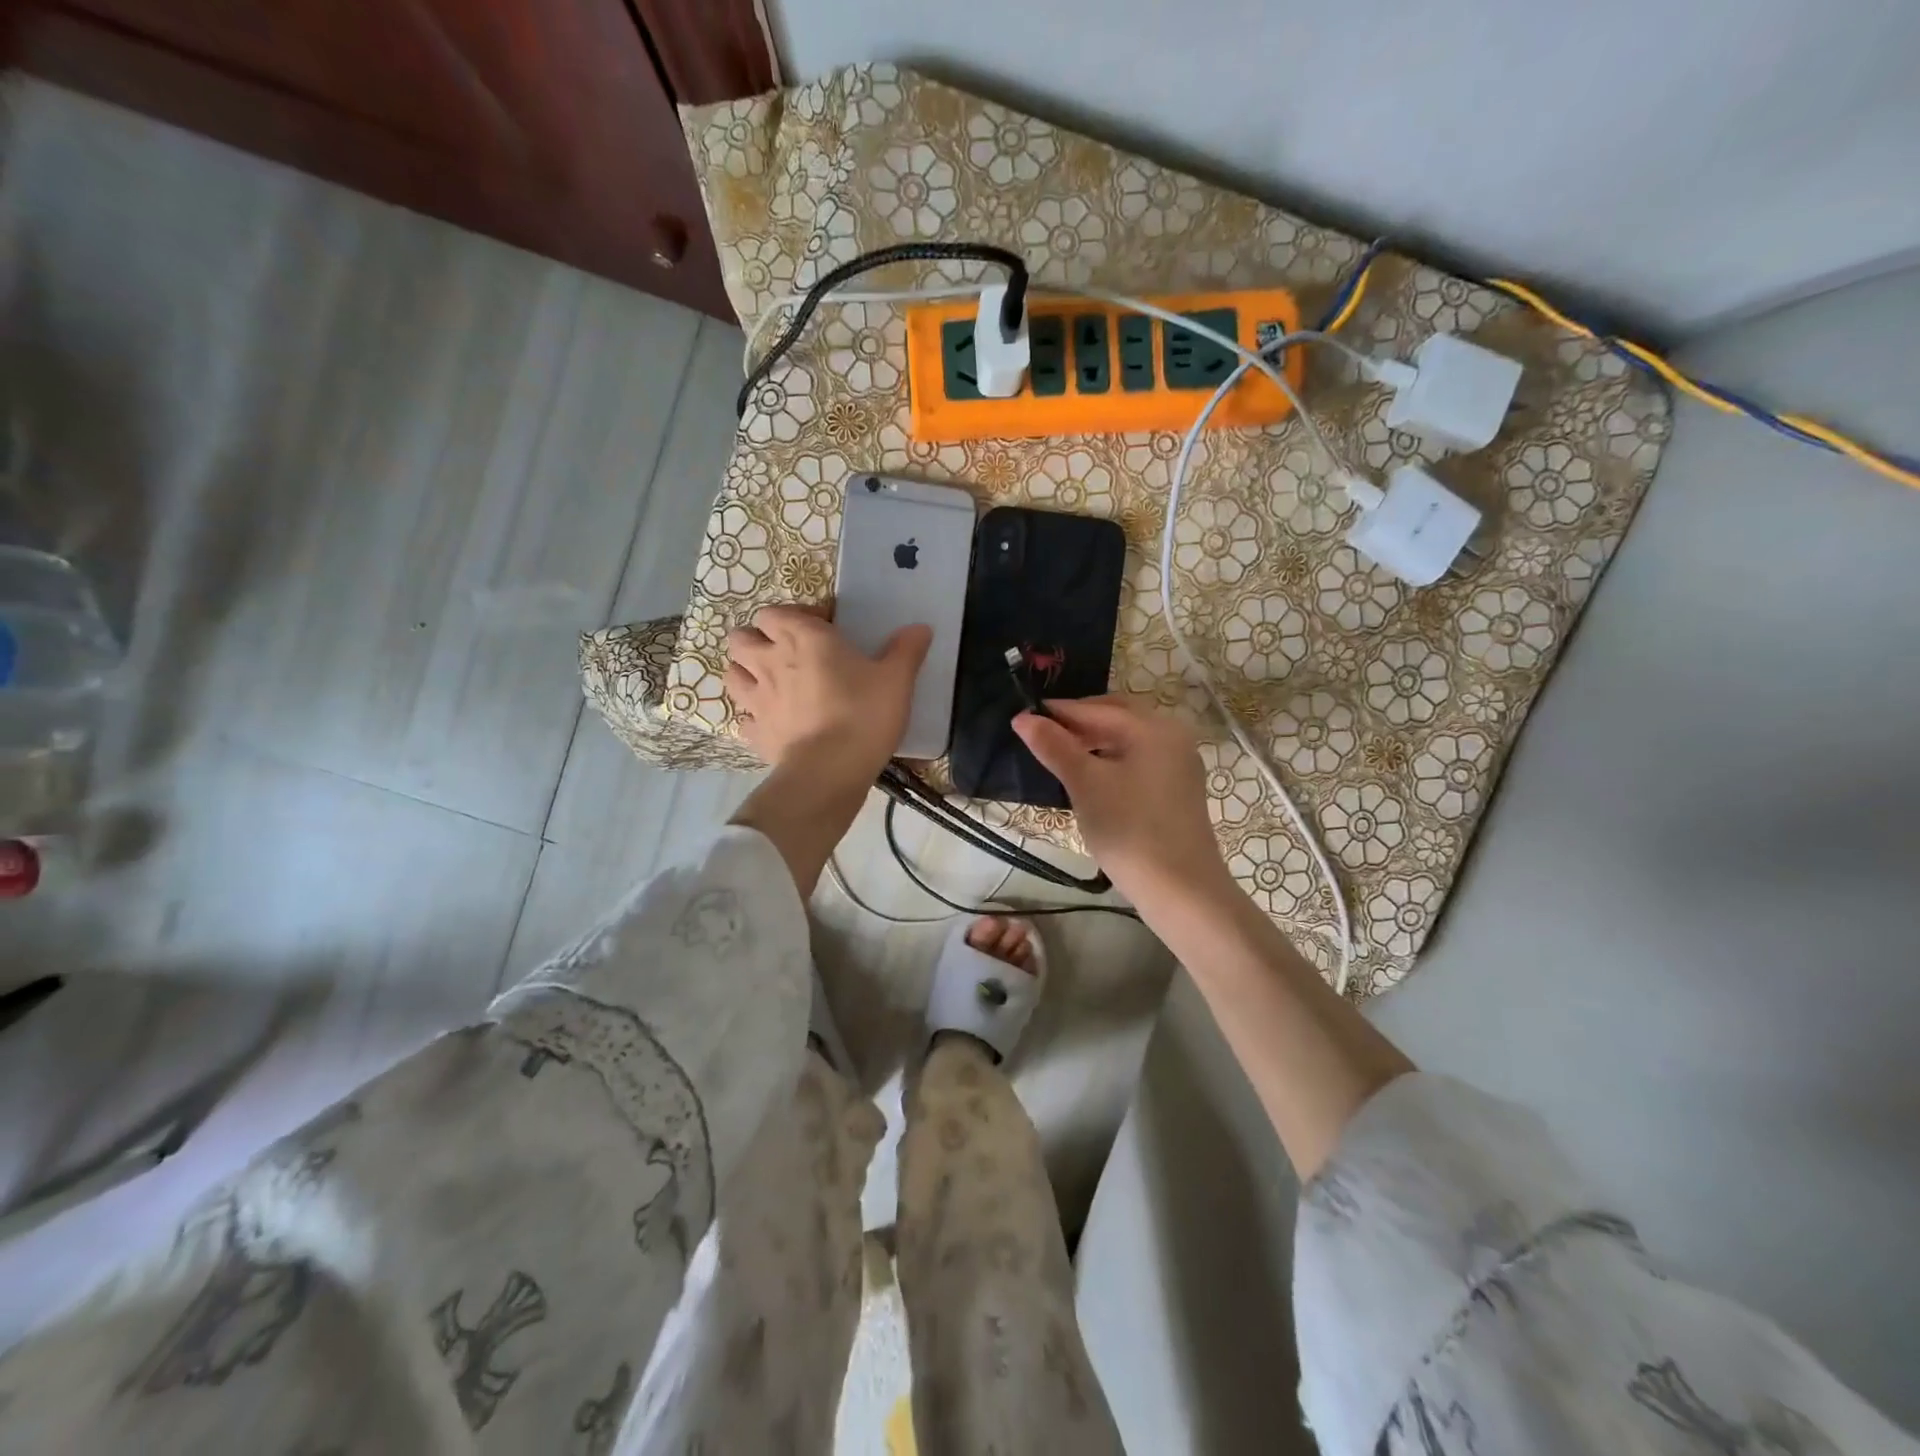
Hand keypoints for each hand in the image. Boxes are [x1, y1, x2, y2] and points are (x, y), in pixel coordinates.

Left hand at [725, 605, 930, 788]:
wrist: (830, 771)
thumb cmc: (864, 714)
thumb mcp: (896, 679)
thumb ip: (906, 650)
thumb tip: (921, 627)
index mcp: (803, 639)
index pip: (776, 612)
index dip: (793, 616)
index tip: (820, 629)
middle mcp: (770, 662)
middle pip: (741, 638)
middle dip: (757, 640)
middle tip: (784, 652)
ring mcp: (756, 699)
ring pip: (732, 674)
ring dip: (745, 673)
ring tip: (769, 682)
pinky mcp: (755, 733)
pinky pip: (743, 718)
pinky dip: (753, 717)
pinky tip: (771, 722)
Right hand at [1013, 696, 1231, 907]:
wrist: (1181, 890)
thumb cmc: (1130, 829)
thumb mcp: (1085, 784)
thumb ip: (1054, 747)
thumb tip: (1022, 717)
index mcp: (1153, 728)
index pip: (1097, 708)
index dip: (1059, 712)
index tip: (1024, 716)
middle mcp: (1172, 736)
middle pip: (1118, 717)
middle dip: (1080, 722)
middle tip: (1043, 734)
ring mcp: (1179, 764)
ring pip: (1129, 740)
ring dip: (1095, 742)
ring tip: (1061, 756)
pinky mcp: (1178, 790)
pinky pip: (1139, 761)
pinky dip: (1112, 760)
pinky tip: (1090, 778)